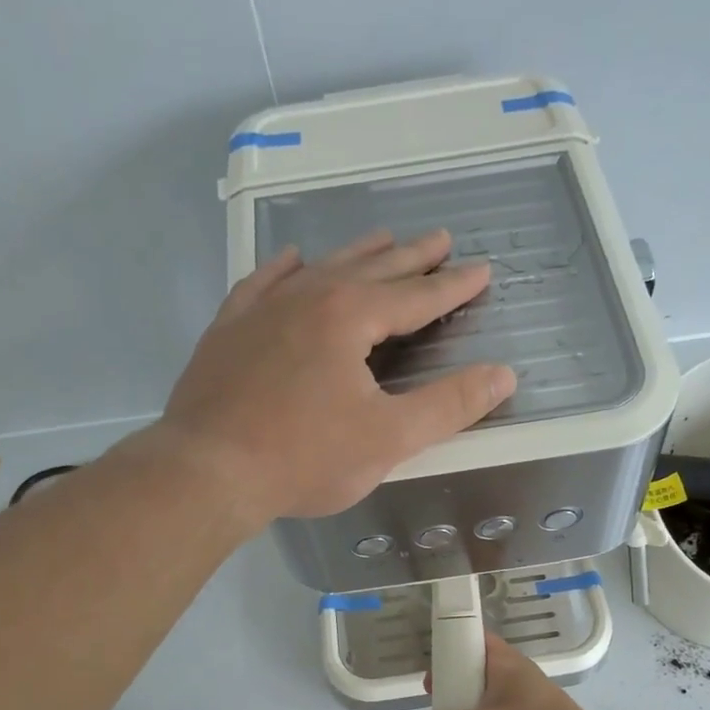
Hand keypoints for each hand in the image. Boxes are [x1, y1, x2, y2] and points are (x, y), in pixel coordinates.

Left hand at [156, 229, 515, 523]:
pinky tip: (293, 260)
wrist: (206, 471)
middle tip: (440, 238)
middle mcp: (308, 298)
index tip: (481, 270)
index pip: (416, 295)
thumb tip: (502, 374)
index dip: (452, 285)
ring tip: (383, 239)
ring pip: (320, 268)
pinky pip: (262, 283)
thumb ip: (449, 405)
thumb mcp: (389, 438)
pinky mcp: (229, 329)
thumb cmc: (303, 458)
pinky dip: (284, 269)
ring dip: (357, 254)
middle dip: (411, 256)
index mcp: (350, 317)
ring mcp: (262, 309)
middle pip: (371, 269)